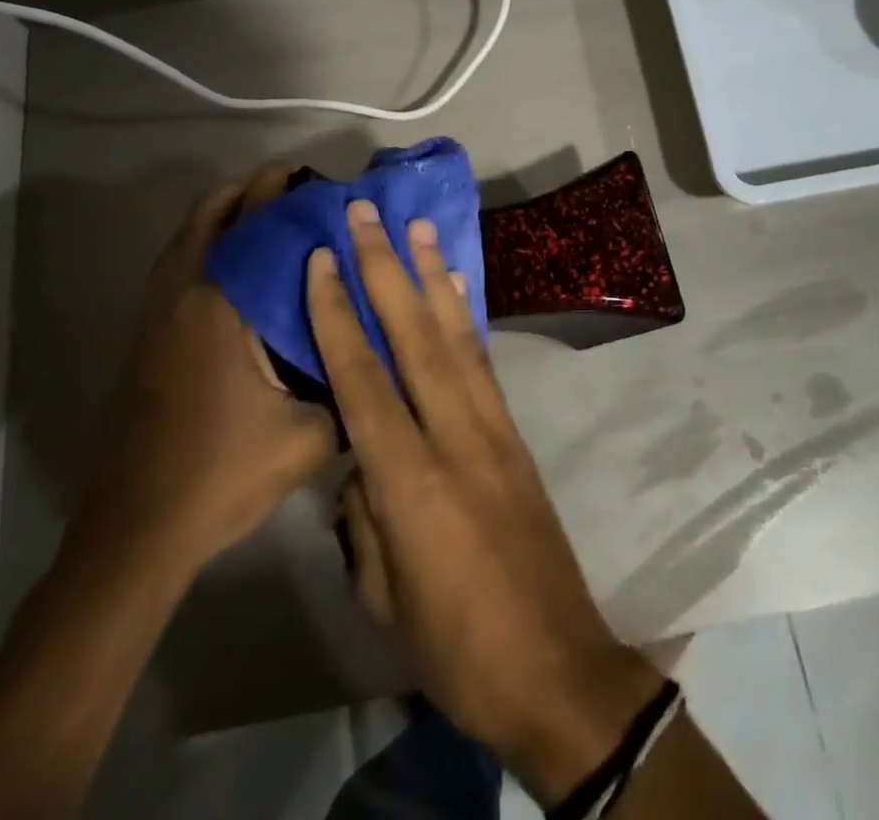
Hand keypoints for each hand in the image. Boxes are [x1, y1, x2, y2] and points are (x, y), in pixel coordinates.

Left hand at [67, 166, 336, 580]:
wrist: (137, 530)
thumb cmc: (223, 475)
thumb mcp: (309, 437)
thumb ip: (351, 390)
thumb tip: (383, 357)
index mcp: (221, 307)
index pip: (254, 226)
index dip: (283, 194)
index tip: (317, 181)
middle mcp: (184, 297)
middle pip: (210, 216)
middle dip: (250, 190)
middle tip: (294, 185)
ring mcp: (158, 317)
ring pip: (187, 239)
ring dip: (224, 214)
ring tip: (270, 212)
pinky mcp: (148, 339)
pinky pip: (179, 265)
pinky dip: (207, 244)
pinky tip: (243, 269)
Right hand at [309, 200, 662, 804]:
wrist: (555, 665)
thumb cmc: (455, 645)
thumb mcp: (383, 595)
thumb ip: (362, 517)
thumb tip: (356, 464)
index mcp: (408, 481)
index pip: (362, 378)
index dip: (338, 314)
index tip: (322, 259)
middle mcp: (454, 435)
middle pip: (413, 335)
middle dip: (385, 268)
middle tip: (367, 212)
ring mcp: (492, 427)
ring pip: (456, 334)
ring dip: (433, 274)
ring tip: (418, 226)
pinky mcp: (514, 432)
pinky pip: (484, 360)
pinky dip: (467, 315)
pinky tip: (457, 285)